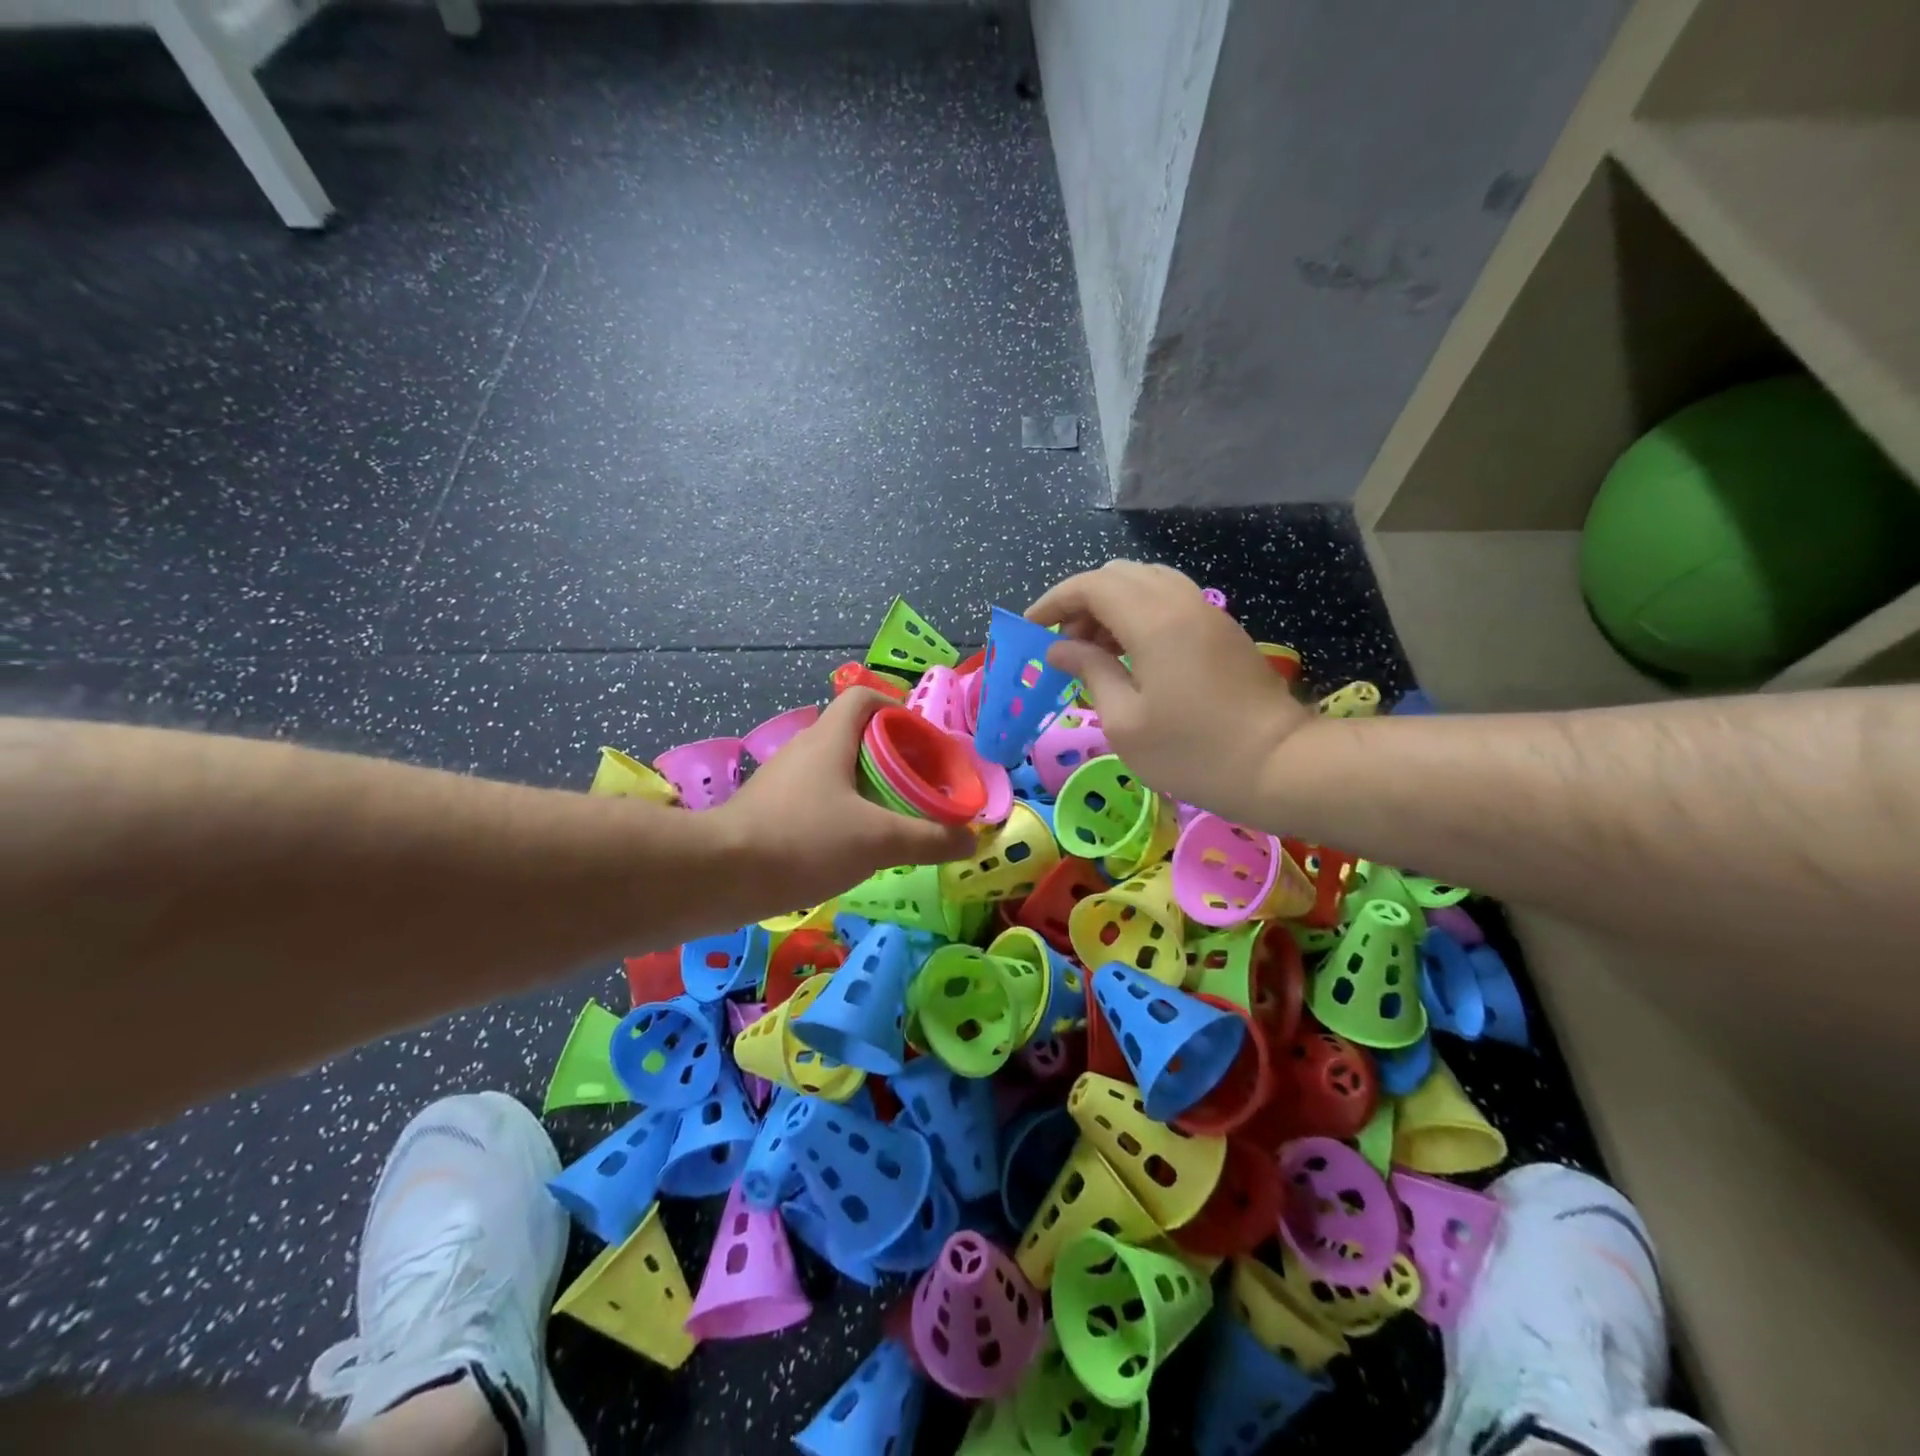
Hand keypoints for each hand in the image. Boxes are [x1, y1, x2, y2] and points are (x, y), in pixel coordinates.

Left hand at [709, 689, 975, 914]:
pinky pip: (815, 797)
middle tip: (918, 786)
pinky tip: (853, 843)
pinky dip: (841, 810)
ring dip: (866, 785)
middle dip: (891, 756)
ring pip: (834, 770)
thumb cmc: (805, 841)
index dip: (898, 710)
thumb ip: (929, 838)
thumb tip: (971, 838)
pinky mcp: (767, 810)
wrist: (720, 876)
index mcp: (829, 738)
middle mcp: (803, 749)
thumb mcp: (878, 840)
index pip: (865, 698)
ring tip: (893, 816)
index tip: (924, 743)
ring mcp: (781, 781)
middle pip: (854, 735)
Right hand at [1027, 561, 1314, 815]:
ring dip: (1111, 606)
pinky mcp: (1221, 628)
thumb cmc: (1191, 752)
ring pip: (1146, 583)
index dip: (1054, 601)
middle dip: (1081, 602)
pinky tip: (1131, 655)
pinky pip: (1169, 599)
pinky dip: (1138, 614)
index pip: (1091, 585)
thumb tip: (1059, 648)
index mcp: (1152, 620)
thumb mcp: (1124, 722)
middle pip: (1118, 575)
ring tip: (1095, 651)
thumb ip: (1090, 672)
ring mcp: (1206, 611)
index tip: (1030, 629)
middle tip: (1064, 646)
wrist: (1278, 765)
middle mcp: (1180, 602)